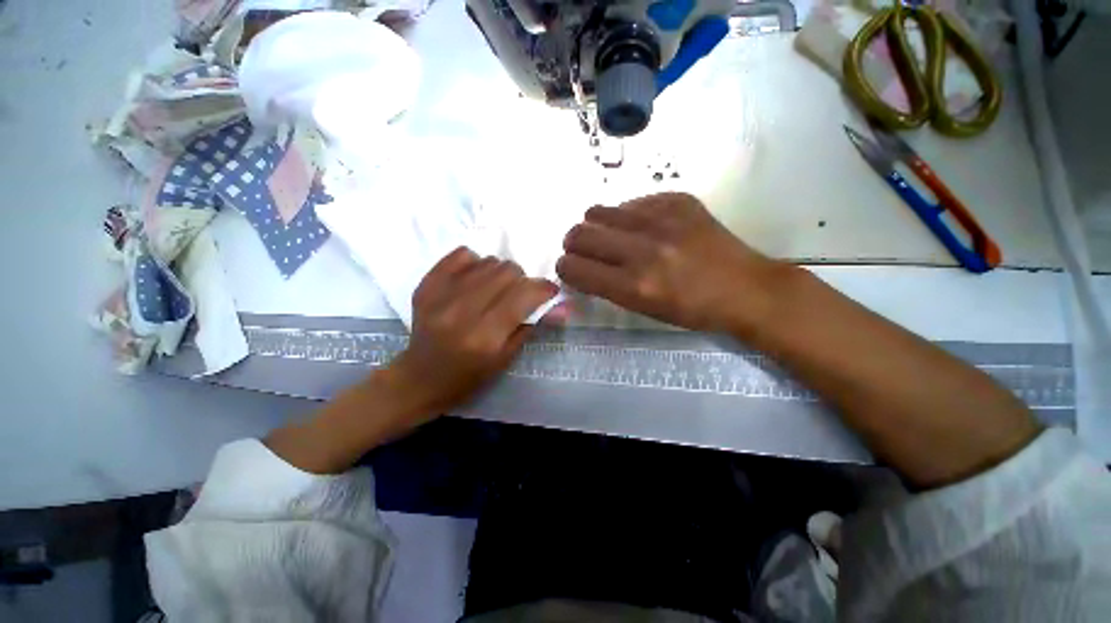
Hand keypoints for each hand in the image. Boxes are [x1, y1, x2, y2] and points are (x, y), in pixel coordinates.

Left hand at [389, 247, 559, 413]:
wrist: (419, 378)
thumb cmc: (468, 377)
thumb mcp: (506, 358)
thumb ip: (533, 326)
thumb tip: (562, 305)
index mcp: (485, 336)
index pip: (524, 295)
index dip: (544, 289)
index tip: (550, 292)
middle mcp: (462, 311)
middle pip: (507, 271)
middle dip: (523, 280)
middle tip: (520, 295)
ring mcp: (440, 295)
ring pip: (488, 261)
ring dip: (501, 273)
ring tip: (496, 290)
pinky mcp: (426, 285)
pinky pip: (462, 255)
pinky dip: (476, 263)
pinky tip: (475, 279)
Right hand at [557, 192, 786, 334]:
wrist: (745, 289)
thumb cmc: (691, 310)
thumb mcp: (643, 309)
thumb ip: (607, 286)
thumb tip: (581, 265)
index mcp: (633, 286)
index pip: (574, 268)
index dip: (565, 267)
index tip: (570, 268)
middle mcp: (642, 250)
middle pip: (579, 235)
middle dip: (573, 244)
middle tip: (583, 250)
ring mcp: (661, 220)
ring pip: (599, 211)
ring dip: (595, 225)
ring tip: (609, 235)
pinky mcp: (678, 201)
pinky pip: (632, 202)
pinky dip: (627, 215)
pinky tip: (642, 227)